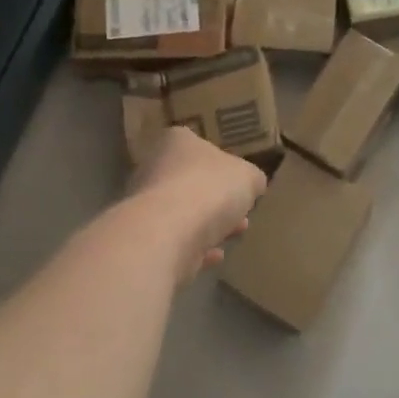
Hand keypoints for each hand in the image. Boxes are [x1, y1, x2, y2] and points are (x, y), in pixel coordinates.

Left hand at [128, 127, 266, 281]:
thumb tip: (252, 183)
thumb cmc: (209, 189)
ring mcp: (146, 204)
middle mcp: (154, 168)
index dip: (223, 164)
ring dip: (210, 224)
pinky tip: (217, 255)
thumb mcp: (248, 177)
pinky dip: (196, 247)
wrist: (168, 233)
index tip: (240, 181)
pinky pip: (176, 240)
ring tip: (237, 232)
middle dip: (218, 198)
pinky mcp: (146, 238)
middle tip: (242, 210)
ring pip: (183, 212)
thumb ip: (251, 178)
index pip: (199, 146)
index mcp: (176, 142)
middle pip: (191, 181)